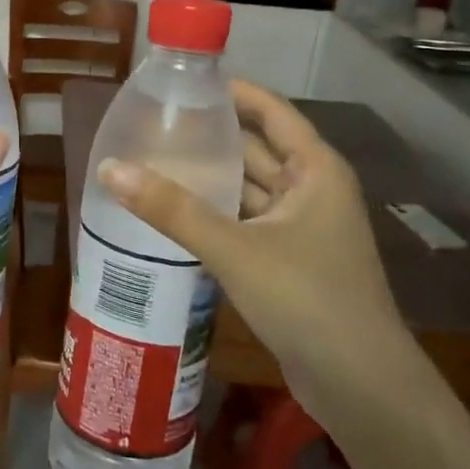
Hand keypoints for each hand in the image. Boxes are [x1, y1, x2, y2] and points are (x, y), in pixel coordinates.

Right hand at [97, 81, 420, 411]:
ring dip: (210, 179)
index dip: (232, 91)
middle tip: (155, 123)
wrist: (360, 386)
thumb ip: (172, 209)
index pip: (271, 110)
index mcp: (314, 170)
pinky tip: (175, 216)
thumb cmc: (307, 299)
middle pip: (256, 148)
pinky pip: (246, 224)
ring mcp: (302, 229)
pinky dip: (215, 216)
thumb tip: (110, 168)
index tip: (183, 82)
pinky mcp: (289, 262)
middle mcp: (311, 191)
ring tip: (154, 162)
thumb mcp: (235, 249)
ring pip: (248, 190)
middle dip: (211, 135)